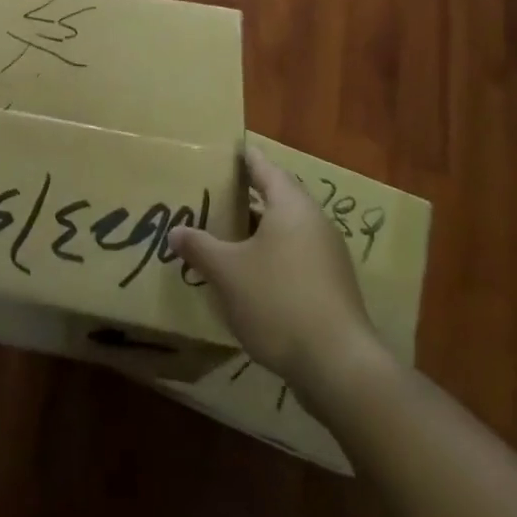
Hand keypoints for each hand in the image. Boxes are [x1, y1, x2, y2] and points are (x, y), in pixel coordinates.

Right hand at [168, 143, 388, 411]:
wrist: (340, 367)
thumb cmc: (278, 302)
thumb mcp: (227, 272)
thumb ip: (200, 247)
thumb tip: (176, 232)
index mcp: (290, 206)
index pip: (263, 167)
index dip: (242, 157)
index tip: (223, 149)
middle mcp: (314, 222)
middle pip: (277, 196)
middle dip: (245, 195)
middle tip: (212, 192)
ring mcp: (328, 256)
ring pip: (285, 229)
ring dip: (257, 228)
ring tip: (224, 232)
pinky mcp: (332, 286)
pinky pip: (295, 255)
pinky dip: (271, 254)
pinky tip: (248, 273)